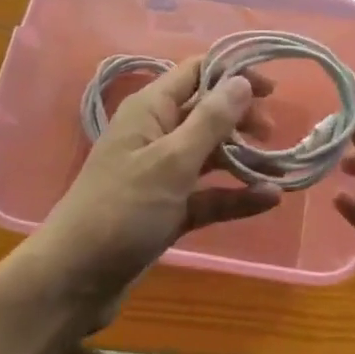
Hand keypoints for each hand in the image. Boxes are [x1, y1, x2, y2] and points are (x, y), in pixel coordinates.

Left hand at [31, 57, 281, 311]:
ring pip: (210, 155)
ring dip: (243, 159)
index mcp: (150, 109)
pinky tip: (267, 200)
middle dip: (241, 118)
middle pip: (206, 112)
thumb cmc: (122, 209)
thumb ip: (210, 120)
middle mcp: (156, 133)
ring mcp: (161, 174)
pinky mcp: (167, 210)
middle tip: (272, 134)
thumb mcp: (171, 161)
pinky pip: (207, 194)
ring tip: (280, 168)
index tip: (272, 90)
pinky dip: (234, 195)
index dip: (233, 74)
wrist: (74, 281)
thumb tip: (242, 80)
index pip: (196, 72)